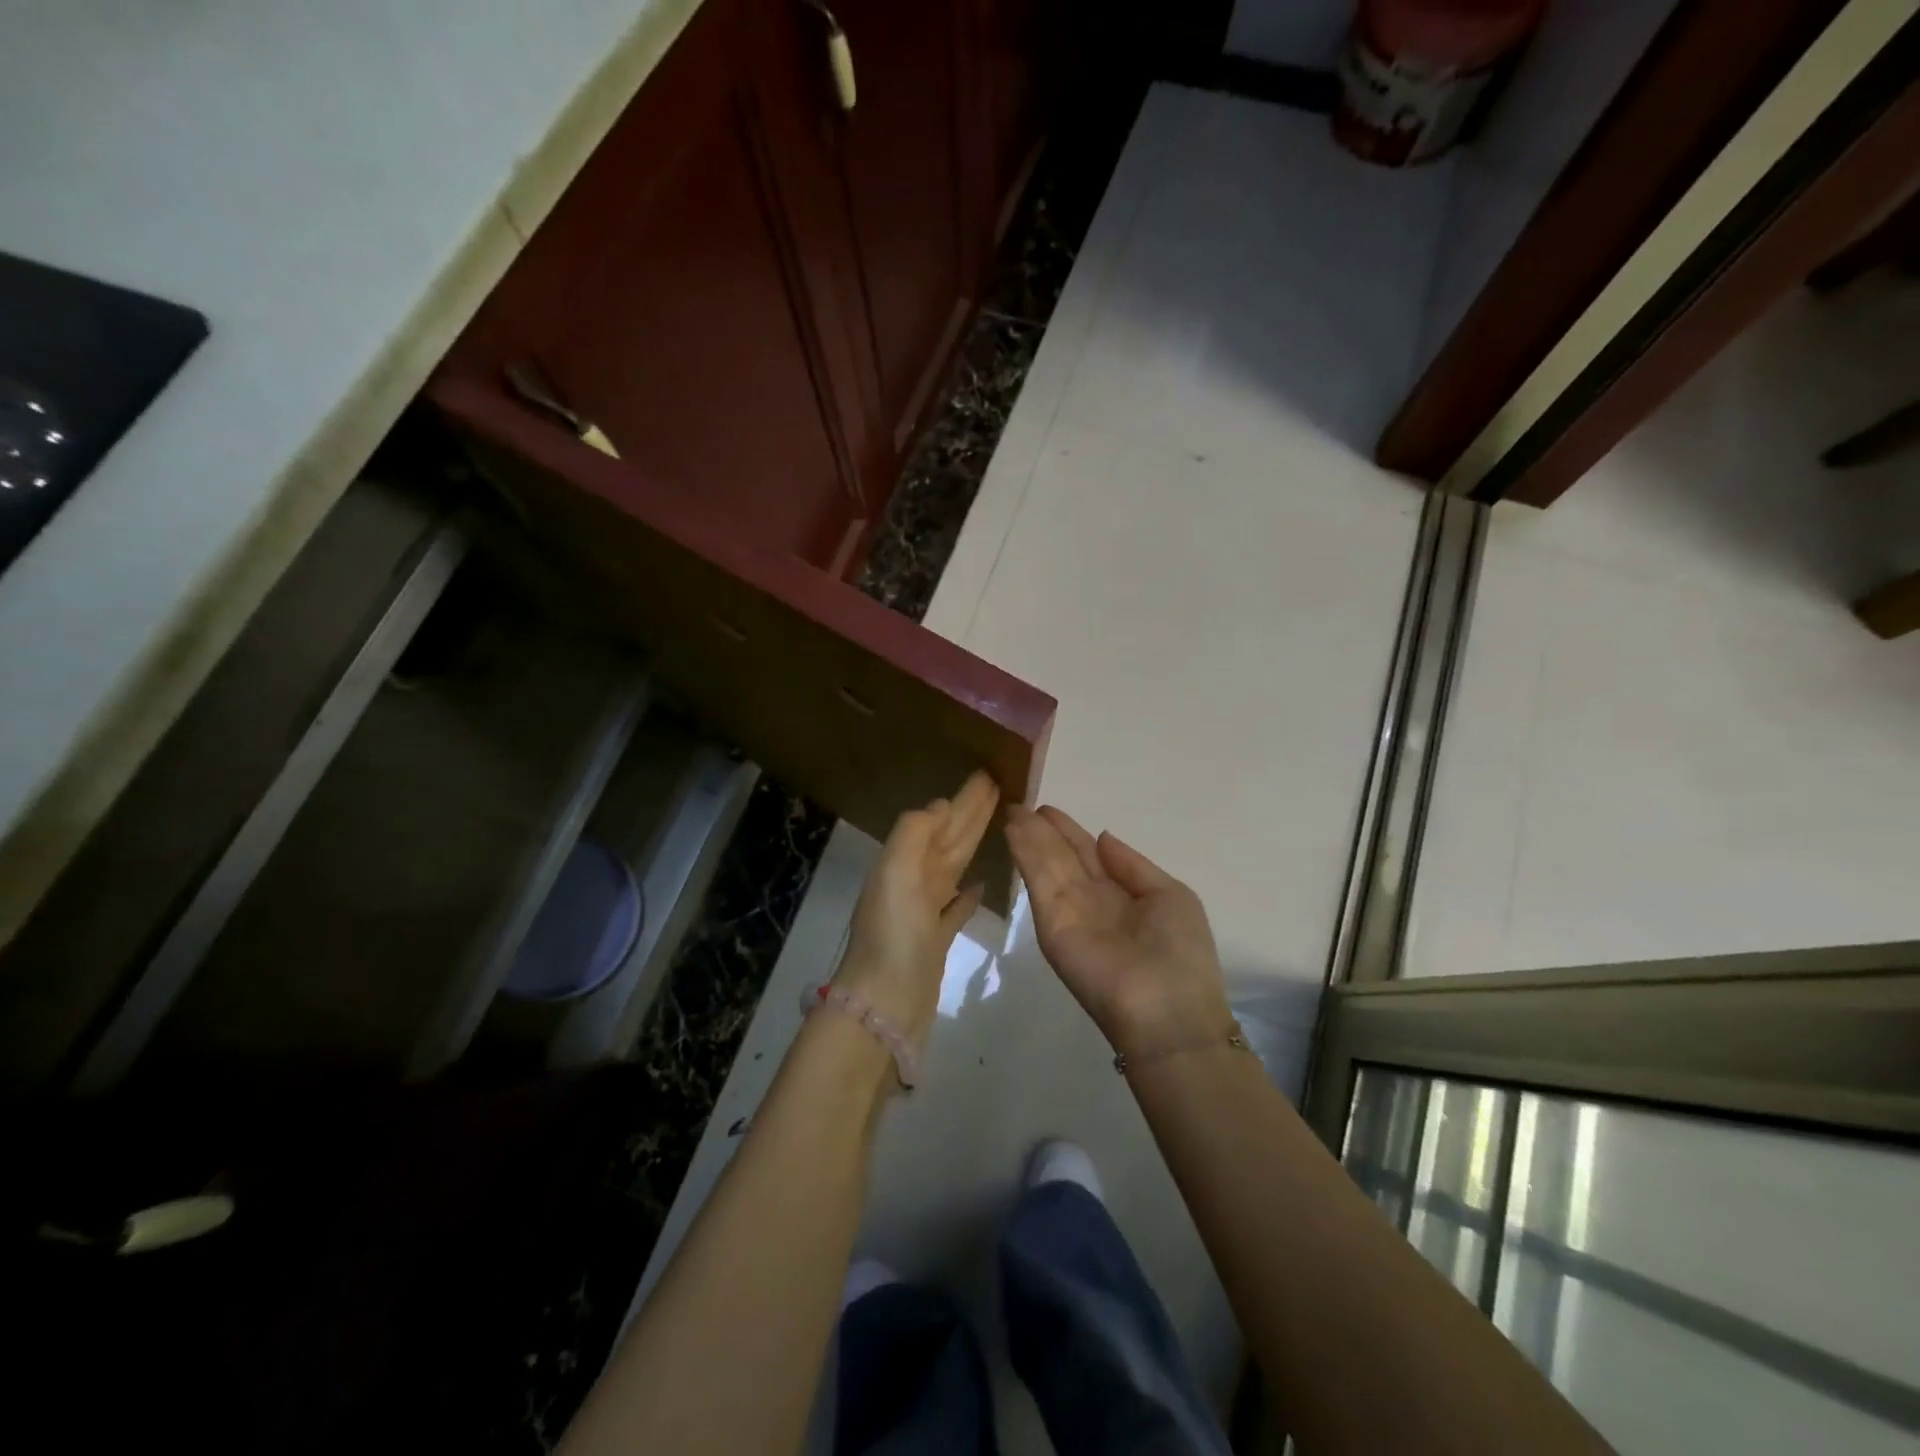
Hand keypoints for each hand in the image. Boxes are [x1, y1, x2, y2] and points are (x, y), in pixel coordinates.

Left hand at [833, 770, 1000, 1042]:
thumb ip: (914, 833)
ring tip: (997, 824)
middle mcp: (913, 882)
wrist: (884, 1005)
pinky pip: (955, 907)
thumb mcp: (895, 872)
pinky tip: (982, 883)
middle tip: (999, 787)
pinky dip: (968, 893)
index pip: (940, 820)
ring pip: (955, 867)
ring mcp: (925, 912)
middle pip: (950, 839)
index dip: (963, 798)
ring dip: (972, 844)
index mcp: (904, 862)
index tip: (988, 775)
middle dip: (972, 813)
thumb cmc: (892, 935)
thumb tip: (940, 805)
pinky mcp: (937, 941)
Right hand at [1005, 806, 1232, 1055]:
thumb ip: (1133, 866)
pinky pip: (1038, 880)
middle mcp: (1091, 900)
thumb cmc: (1181, 953)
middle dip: (1042, 830)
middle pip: (1062, 856)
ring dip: (1027, 836)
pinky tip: (1013, 829)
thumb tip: (1103, 837)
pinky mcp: (1050, 924)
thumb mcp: (1170, 896)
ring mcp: (1068, 911)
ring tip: (1010, 807)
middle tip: (1018, 803)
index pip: (1088, 854)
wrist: (1168, 1011)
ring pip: (1046, 863)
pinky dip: (1024, 853)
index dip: (1068, 831)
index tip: (1046, 809)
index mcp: (1122, 893)